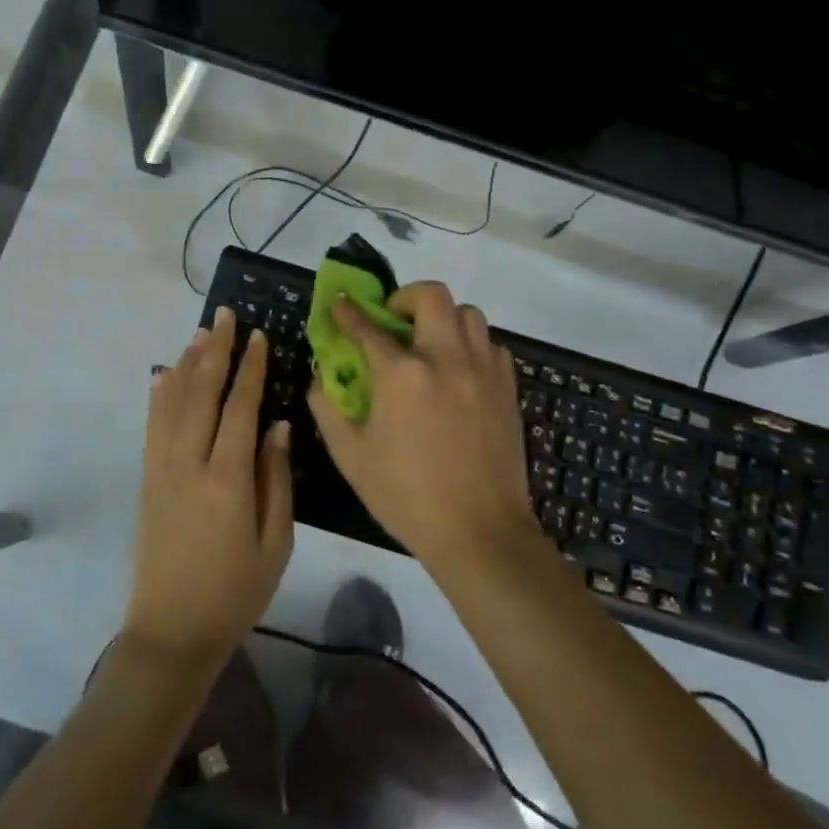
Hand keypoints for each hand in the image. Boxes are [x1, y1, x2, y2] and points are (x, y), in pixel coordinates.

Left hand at [124, 306, 293, 666]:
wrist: (172, 629)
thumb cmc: (235, 591)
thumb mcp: (275, 542)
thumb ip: (276, 479)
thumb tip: (280, 426)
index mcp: (226, 478)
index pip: (240, 407)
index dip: (250, 368)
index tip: (258, 336)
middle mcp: (188, 462)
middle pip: (200, 392)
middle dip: (214, 350)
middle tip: (225, 315)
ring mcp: (161, 468)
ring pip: (171, 401)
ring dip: (186, 362)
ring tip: (200, 333)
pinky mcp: (146, 478)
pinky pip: (152, 424)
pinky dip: (159, 393)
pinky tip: (163, 374)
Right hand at [308, 283, 537, 580]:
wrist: (480, 532)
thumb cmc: (407, 496)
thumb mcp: (351, 457)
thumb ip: (328, 408)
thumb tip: (321, 375)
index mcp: (403, 375)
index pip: (368, 327)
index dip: (348, 312)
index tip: (339, 303)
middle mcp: (446, 359)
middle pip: (431, 296)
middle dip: (405, 297)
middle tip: (393, 320)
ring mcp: (483, 371)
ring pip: (469, 313)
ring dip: (443, 318)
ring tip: (429, 343)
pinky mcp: (507, 388)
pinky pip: (491, 345)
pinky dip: (472, 345)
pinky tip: (460, 371)